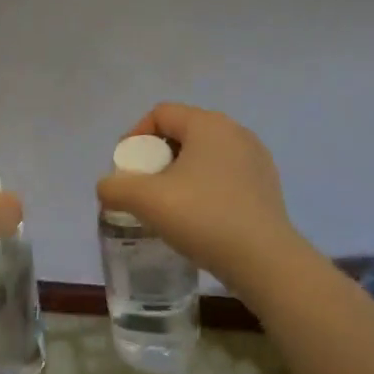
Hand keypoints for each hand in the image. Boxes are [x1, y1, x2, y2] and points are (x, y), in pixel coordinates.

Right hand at [97, 103, 304, 286]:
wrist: (263, 259)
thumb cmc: (202, 217)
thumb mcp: (146, 200)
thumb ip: (115, 187)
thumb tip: (107, 187)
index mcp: (208, 124)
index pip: (161, 114)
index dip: (135, 136)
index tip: (125, 169)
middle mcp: (236, 132)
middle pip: (183, 133)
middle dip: (156, 157)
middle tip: (142, 188)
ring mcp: (256, 159)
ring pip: (204, 156)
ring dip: (180, 174)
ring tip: (167, 205)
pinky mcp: (266, 186)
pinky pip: (224, 176)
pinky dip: (204, 188)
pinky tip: (198, 217)